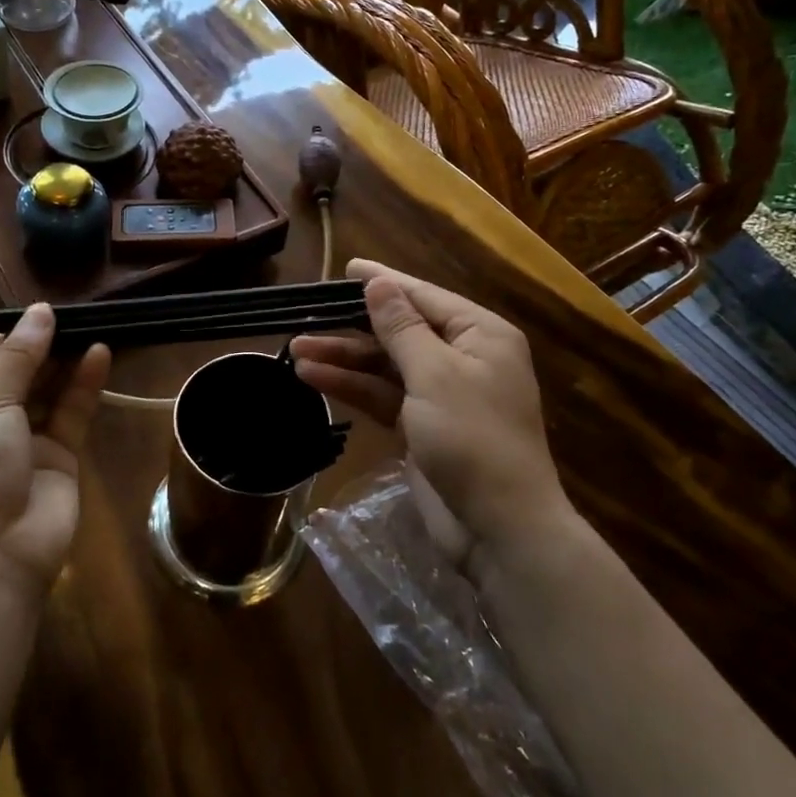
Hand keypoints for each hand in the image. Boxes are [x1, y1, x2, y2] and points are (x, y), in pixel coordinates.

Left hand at [0, 304, 109, 589]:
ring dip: (67, 362)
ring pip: (49, 393)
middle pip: (20, 376)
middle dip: (45, 347)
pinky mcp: (59, 459)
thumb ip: (19, 360)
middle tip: (77, 313)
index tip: (44, 309)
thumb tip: (40, 311)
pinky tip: (100, 355)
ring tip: (92, 325)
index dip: (15, 336)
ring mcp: (23, 443)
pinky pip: (72, 414)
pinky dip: (85, 386)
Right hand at [289, 259, 572, 575]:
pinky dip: (352, 387)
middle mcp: (463, 356)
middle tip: (306, 315)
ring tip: (296, 348)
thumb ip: (402, 327)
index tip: (345, 268)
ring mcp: (442, 393)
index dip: (382, 281)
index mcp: (479, 334)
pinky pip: (383, 395)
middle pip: (399, 330)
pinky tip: (313, 378)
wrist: (498, 529)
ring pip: (385, 364)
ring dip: (344, 357)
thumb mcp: (435, 373)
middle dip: (353, 325)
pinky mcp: (422, 426)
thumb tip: (379, 283)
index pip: (423, 296)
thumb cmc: (473, 437)